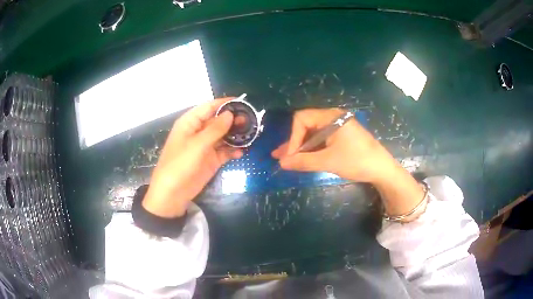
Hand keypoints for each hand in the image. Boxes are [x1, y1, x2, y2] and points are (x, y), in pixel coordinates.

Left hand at [142, 98, 242, 217]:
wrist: (173, 193)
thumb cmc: (180, 164)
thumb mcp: (197, 145)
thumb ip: (215, 129)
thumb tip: (230, 114)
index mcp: (190, 123)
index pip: (209, 107)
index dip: (225, 103)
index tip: (244, 102)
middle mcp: (198, 132)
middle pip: (218, 121)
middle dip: (233, 120)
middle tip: (252, 121)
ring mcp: (205, 146)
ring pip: (223, 136)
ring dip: (236, 135)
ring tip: (252, 135)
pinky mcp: (211, 160)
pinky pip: (224, 151)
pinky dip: (233, 151)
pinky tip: (242, 152)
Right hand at [271, 108, 397, 183]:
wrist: (382, 170)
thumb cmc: (357, 161)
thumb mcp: (328, 161)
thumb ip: (303, 161)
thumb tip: (282, 163)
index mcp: (331, 117)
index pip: (302, 119)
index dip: (292, 137)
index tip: (289, 156)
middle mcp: (333, 118)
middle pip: (306, 125)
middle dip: (293, 142)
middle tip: (280, 156)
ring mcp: (338, 127)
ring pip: (313, 134)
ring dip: (301, 147)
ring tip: (286, 159)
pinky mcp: (341, 137)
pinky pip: (322, 140)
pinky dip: (312, 149)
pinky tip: (302, 158)